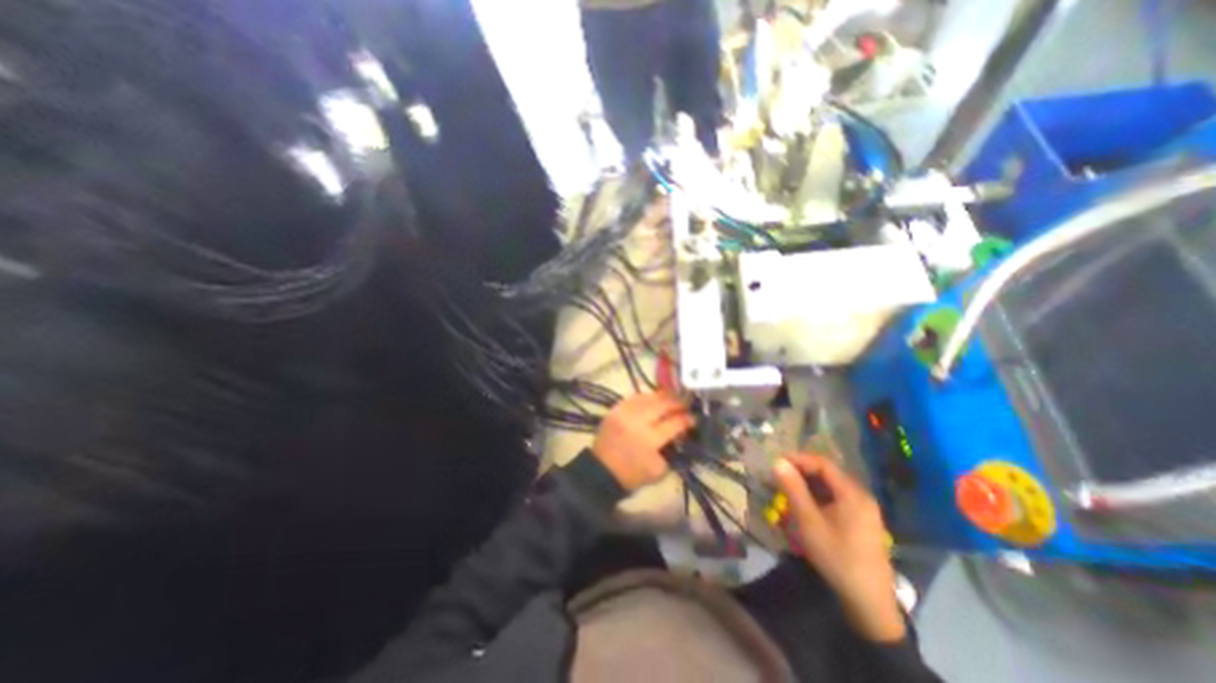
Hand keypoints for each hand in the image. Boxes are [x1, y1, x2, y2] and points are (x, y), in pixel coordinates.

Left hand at [598, 393, 693, 493]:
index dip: (687, 419)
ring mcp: (624, 413)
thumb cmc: (632, 475)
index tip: (694, 418)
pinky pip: (634, 397)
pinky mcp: (615, 409)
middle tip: (687, 403)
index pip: (674, 423)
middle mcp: (637, 422)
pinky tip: (655, 399)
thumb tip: (681, 432)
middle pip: (662, 405)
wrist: (602, 471)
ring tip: (673, 398)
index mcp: (649, 440)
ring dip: (663, 397)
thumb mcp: (658, 470)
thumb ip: (672, 449)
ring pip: (649, 398)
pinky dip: (647, 397)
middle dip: (677, 402)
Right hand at [774, 457, 905, 641]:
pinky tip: (805, 505)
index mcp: (853, 493)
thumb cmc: (836, 557)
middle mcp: (861, 496)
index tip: (776, 461)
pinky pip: (837, 499)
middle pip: (828, 473)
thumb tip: (778, 462)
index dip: (798, 459)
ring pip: (831, 487)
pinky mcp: (862, 522)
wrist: (869, 602)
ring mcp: (864, 510)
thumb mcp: (809, 521)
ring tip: (787, 488)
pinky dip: (818, 496)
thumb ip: (793, 489)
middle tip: (779, 475)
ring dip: (808, 484)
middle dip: (802, 471)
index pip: (823, 463)